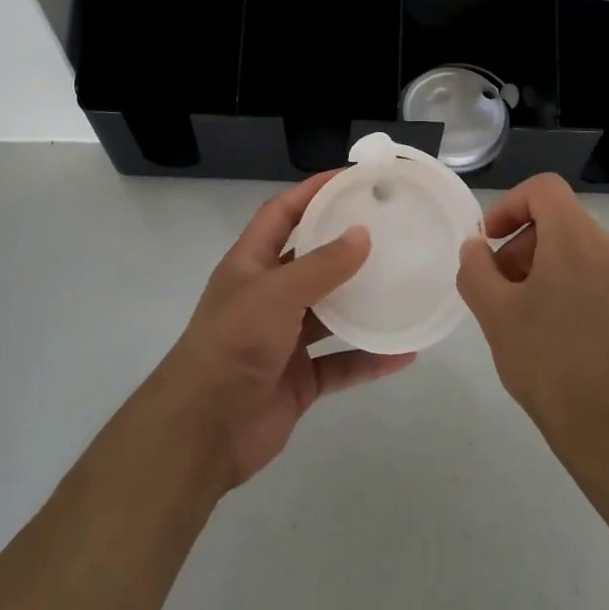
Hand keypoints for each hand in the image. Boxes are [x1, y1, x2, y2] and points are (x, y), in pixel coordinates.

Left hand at [153, 171, 416, 489]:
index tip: (351, 179)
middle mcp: (268, 296)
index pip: (282, 213)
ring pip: (331, 313)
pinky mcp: (300, 379)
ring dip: (363, 302)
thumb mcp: (276, 293)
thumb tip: (363, 234)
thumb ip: (321, 265)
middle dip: (344, 244)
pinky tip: (404, 352)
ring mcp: (284, 339)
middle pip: (310, 260)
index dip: (311, 192)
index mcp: (251, 264)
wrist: (203, 430)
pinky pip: (342, 363)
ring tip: (403, 284)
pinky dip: (369, 358)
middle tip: (389, 228)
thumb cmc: (233, 344)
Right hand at [457, 174, 608, 473]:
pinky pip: (606, 279)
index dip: (509, 206)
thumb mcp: (495, 315)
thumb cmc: (552, 367)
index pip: (544, 189)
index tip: (491, 244)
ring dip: (550, 270)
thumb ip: (476, 269)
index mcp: (579, 239)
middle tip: (503, 291)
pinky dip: (578, 289)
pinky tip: (564, 337)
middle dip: (525, 247)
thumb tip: (478, 247)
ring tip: (531, 319)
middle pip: (562, 222)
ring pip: (584, 252)